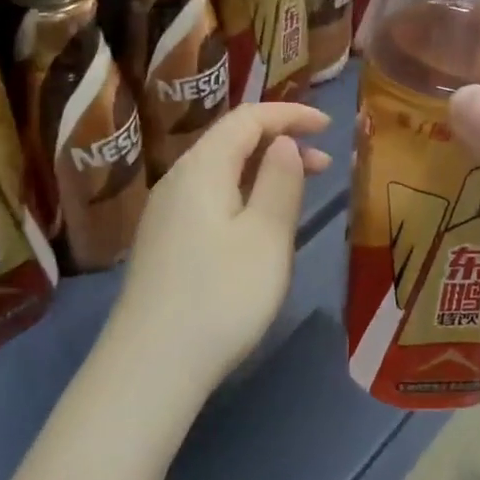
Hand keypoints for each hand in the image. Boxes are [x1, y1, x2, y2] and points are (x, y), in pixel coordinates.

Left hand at [104, 103, 331, 402]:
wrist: (151, 365)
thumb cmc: (221, 296)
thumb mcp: (266, 236)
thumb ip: (279, 181)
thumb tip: (282, 142)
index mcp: (201, 168)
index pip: (247, 118)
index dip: (289, 114)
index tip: (328, 124)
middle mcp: (177, 180)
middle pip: (230, 142)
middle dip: (279, 142)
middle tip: (324, 165)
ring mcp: (165, 214)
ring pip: (220, 172)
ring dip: (262, 171)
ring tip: (299, 191)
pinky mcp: (164, 243)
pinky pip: (209, 198)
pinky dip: (242, 195)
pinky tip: (258, 224)